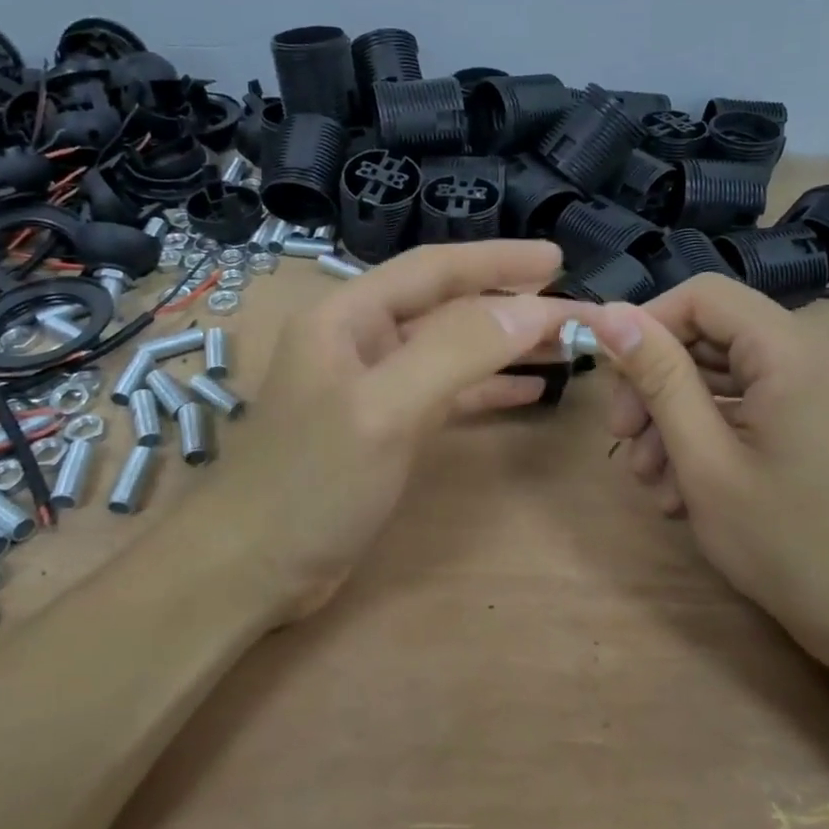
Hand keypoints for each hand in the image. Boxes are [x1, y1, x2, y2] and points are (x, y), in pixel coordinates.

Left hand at [197, 241, 575, 623]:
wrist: (252, 568)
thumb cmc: (311, 483)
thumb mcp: (384, 410)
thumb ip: (455, 352)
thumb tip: (531, 310)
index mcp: (347, 317)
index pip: (433, 269)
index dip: (497, 260)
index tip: (556, 261)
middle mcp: (359, 341)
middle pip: (446, 307)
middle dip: (510, 305)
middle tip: (576, 308)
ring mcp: (372, 386)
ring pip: (451, 350)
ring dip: (505, 345)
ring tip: (564, 345)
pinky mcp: (384, 428)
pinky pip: (446, 393)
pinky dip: (486, 387)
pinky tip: (528, 390)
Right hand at [574, 276, 828, 646]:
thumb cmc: (786, 541)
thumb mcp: (704, 459)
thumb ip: (659, 378)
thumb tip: (610, 313)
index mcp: (792, 351)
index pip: (703, 296)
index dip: (648, 326)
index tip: (613, 380)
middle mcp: (816, 354)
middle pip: (713, 337)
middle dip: (658, 384)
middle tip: (624, 442)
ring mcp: (825, 389)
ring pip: (728, 376)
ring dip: (678, 418)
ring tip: (653, 482)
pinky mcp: (824, 419)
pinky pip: (754, 405)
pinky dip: (713, 434)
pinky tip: (686, 489)